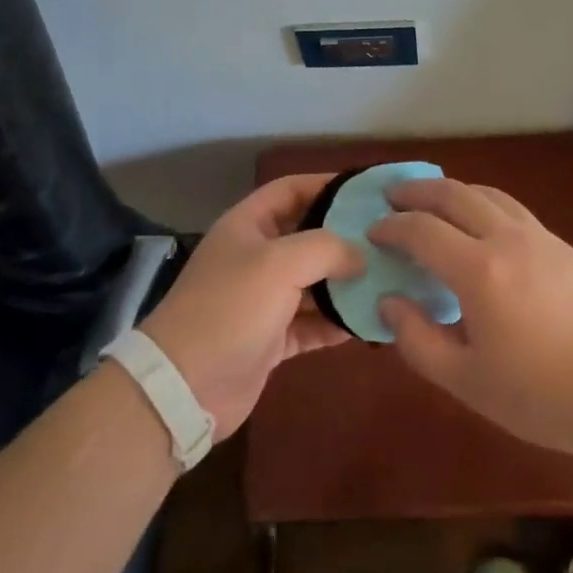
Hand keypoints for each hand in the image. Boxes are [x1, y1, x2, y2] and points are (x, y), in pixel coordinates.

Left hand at [139, 174, 363, 437]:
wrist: (185, 387)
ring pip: (312, 282)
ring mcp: (262, 300)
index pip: (290, 189)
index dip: (325, 185)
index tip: (366, 192)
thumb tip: (360, 255)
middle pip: (306, 237)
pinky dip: (334, 323)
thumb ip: (326, 248)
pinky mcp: (270, 338)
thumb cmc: (230, 308)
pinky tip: (366, 323)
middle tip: (387, 240)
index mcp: (248, 226)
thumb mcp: (279, 264)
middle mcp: (255, 257)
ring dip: (344, 284)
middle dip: (343, 238)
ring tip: (387, 280)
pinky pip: (310, 323)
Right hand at [370, 178, 572, 459]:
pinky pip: (512, 208)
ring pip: (487, 193)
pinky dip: (484, 203)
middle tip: (394, 197)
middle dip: (417, 191)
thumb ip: (419, 341)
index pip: (421, 230)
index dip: (392, 226)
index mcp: (478, 269)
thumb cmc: (544, 395)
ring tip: (434, 203)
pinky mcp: (563, 245)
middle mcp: (506, 238)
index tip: (373, 232)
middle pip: (454, 193)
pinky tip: (482, 225)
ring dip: (453, 191)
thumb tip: (390, 302)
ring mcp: (539, 236)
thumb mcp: (468, 381)